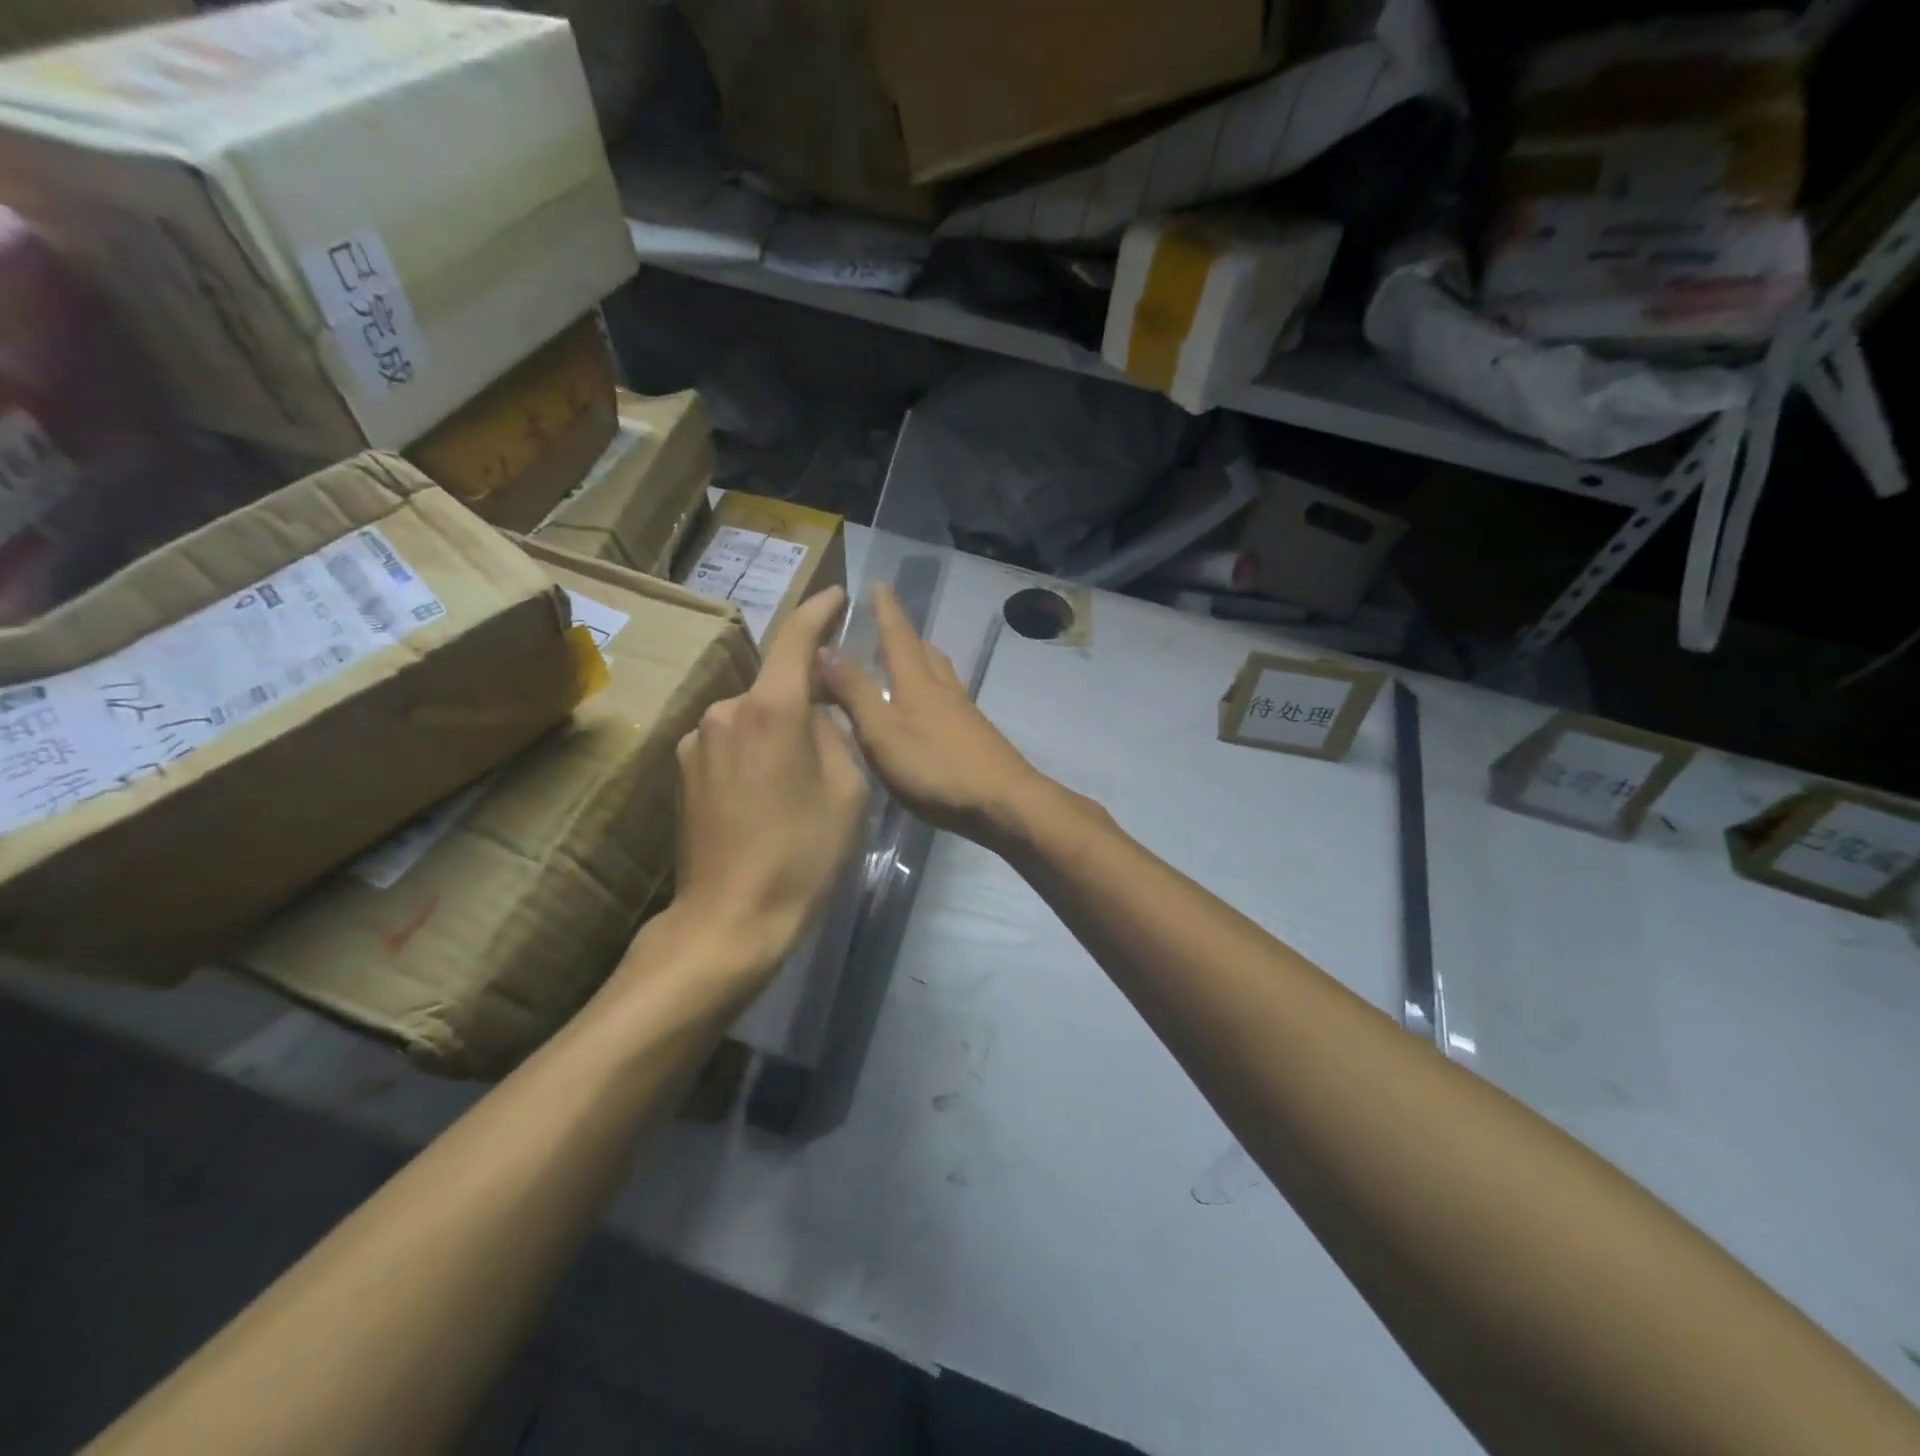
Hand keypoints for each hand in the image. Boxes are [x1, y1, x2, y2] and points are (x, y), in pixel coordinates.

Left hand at [663, 587, 871, 989]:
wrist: (730, 920)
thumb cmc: (802, 855)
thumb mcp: (847, 791)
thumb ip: (834, 734)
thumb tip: (814, 715)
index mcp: (772, 709)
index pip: (797, 639)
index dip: (819, 611)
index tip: (836, 597)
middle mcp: (726, 711)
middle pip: (775, 684)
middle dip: (806, 695)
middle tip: (835, 732)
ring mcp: (697, 741)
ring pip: (752, 716)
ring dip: (779, 729)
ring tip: (800, 779)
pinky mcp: (683, 771)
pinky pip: (731, 742)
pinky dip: (755, 752)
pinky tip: (768, 796)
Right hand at [818, 584, 1048, 850]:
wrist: (1003, 803)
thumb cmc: (936, 767)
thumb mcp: (882, 731)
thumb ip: (854, 692)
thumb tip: (823, 648)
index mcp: (917, 682)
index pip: (898, 635)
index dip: (886, 609)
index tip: (879, 583)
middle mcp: (944, 690)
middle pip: (925, 653)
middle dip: (904, 638)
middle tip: (885, 632)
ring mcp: (964, 714)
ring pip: (940, 677)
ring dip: (920, 666)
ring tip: (901, 672)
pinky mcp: (975, 738)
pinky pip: (947, 703)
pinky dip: (930, 697)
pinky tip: (923, 719)